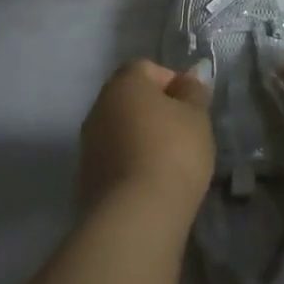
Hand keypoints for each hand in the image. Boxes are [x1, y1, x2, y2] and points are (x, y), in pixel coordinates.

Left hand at [78, 60, 213, 224]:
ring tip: (170, 161)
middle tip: (184, 132)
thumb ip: (194, 91)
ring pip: (120, 129)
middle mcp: (99, 107)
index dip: (171, 81)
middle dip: (155, 110)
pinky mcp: (86, 177)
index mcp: (124, 84)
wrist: (136, 216)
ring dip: (141, 137)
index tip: (191, 106)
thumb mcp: (196, 117)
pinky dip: (131, 163)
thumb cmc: (173, 152)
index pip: (146, 67)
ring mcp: (88, 144)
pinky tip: (152, 182)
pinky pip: (114, 158)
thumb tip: (192, 74)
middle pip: (130, 98)